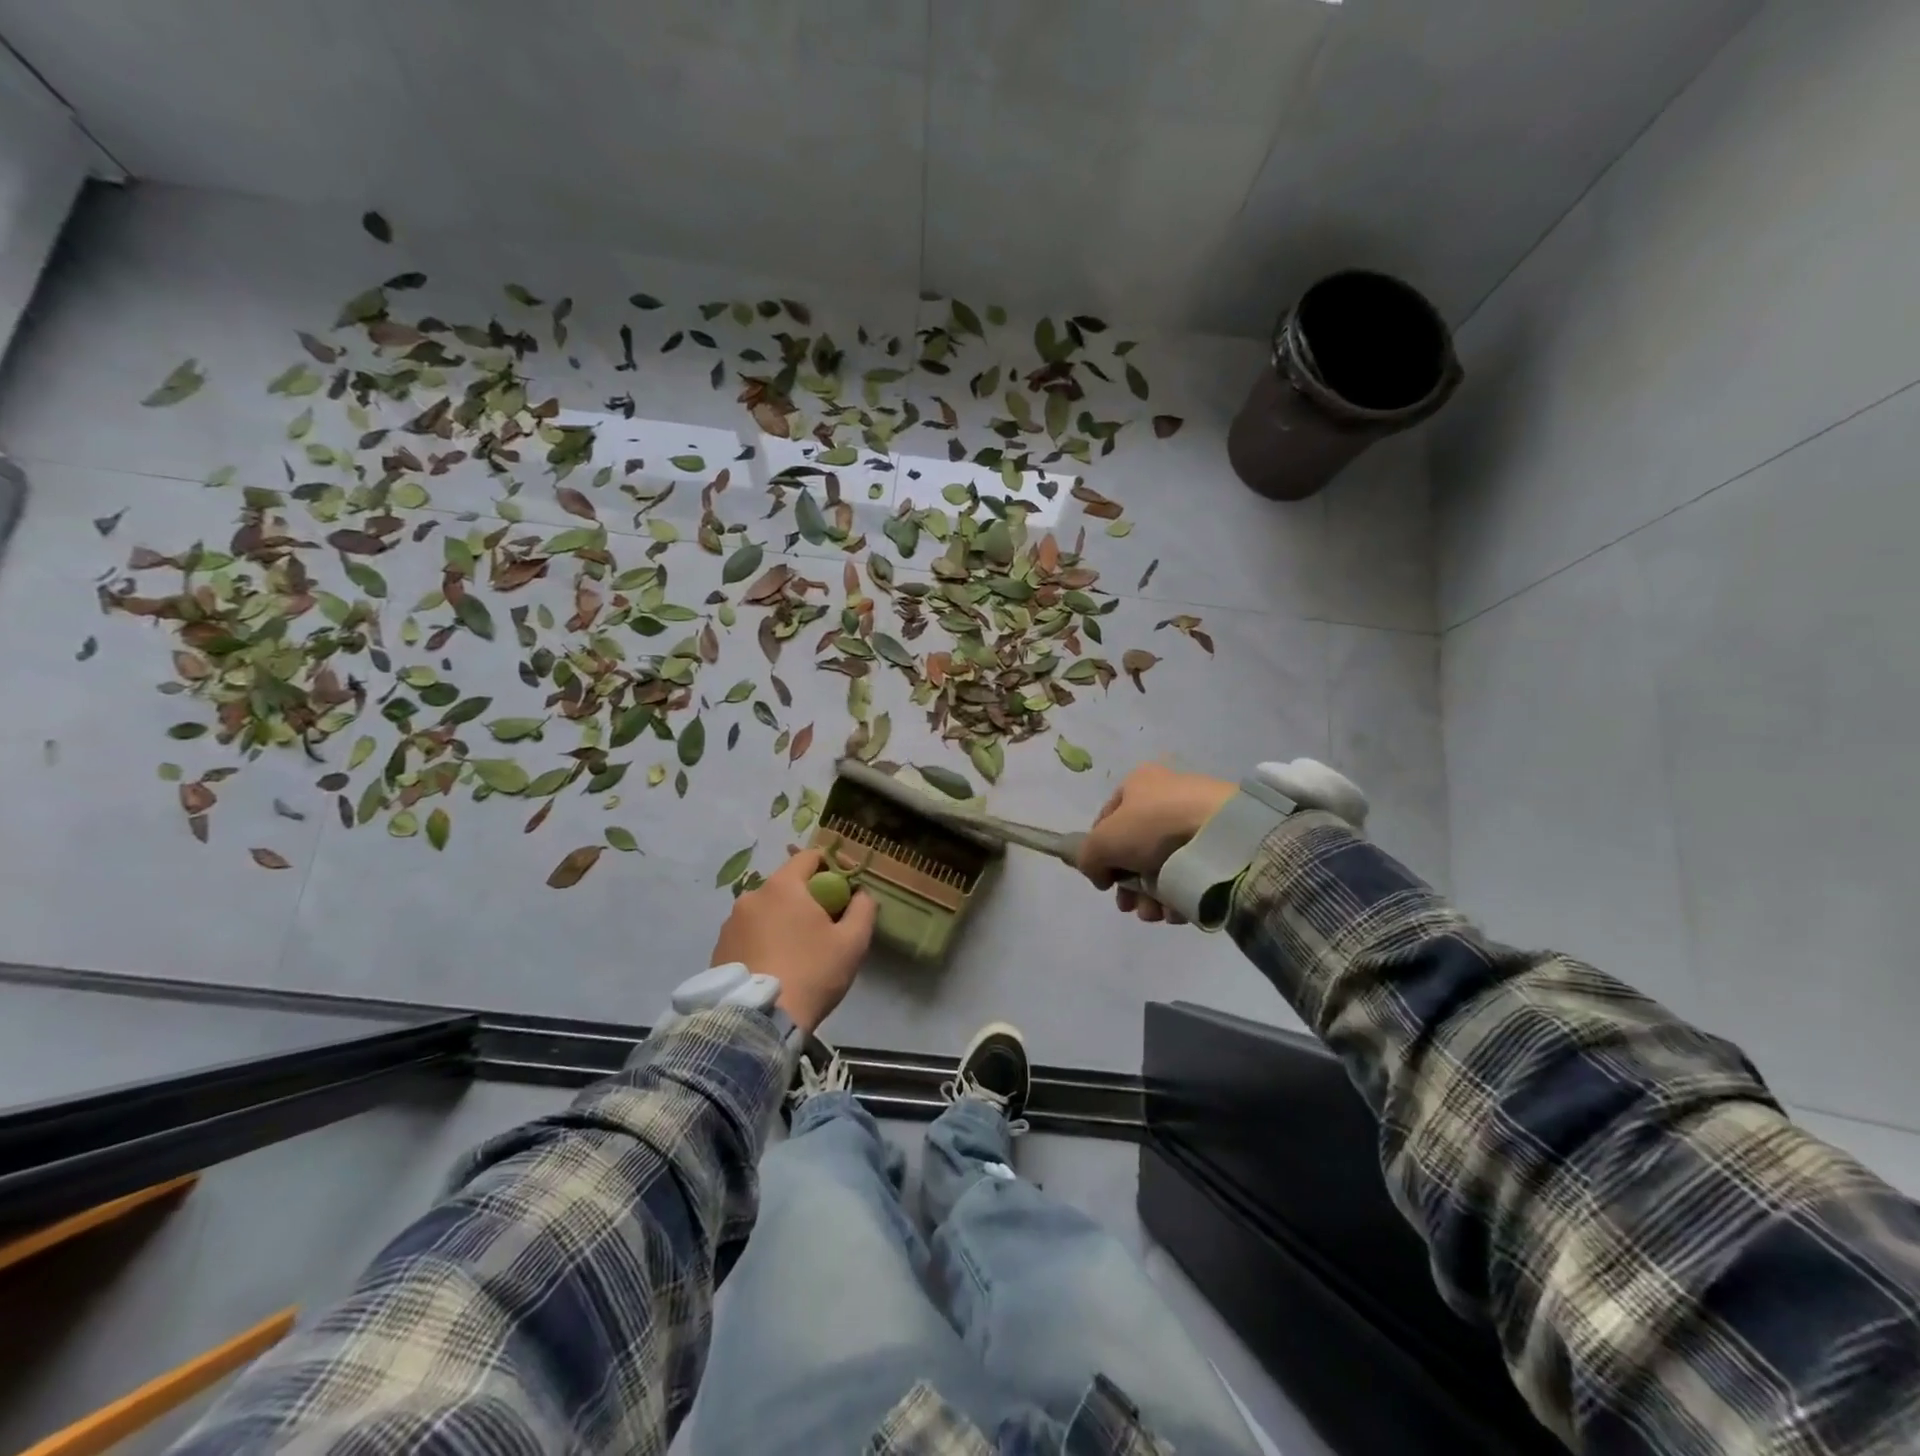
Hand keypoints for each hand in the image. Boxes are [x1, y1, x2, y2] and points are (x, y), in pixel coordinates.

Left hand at [710, 849, 877, 1033]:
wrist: (759, 1021)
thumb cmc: (812, 973)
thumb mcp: (853, 941)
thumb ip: (863, 908)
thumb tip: (861, 893)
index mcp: (783, 886)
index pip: (809, 857)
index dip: (832, 867)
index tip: (846, 889)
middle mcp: (752, 896)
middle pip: (787, 885)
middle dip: (808, 898)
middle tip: (826, 924)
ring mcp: (730, 923)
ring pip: (767, 910)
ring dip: (783, 920)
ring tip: (798, 950)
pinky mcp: (719, 948)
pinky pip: (749, 933)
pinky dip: (764, 940)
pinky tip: (775, 965)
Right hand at [1077, 764, 1235, 923]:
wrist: (1224, 835)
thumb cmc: (1155, 827)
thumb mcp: (1103, 841)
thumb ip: (1088, 858)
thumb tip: (1099, 874)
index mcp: (1139, 782)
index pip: (1107, 821)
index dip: (1100, 853)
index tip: (1104, 882)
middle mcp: (1167, 796)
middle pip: (1135, 849)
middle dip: (1129, 885)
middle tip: (1129, 906)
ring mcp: (1196, 819)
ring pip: (1163, 866)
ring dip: (1152, 896)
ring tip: (1156, 914)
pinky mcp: (1221, 843)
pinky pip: (1192, 873)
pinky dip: (1181, 895)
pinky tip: (1178, 911)